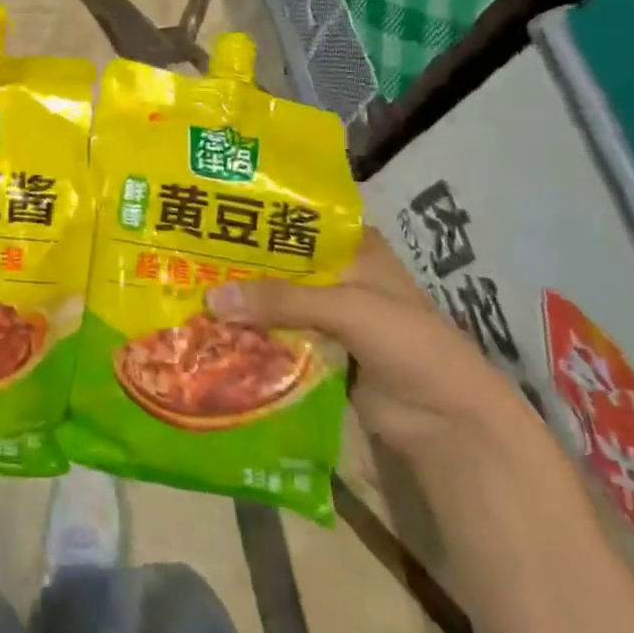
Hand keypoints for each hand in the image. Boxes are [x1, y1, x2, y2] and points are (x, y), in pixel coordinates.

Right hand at [207, 226, 536, 468]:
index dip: (257, 214)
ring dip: (239, 301)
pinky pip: (275, 337)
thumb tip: (210, 298)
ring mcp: (327, 315)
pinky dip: (248, 335)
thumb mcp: (348, 307)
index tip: (209, 207)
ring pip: (274, 301)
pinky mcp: (317, 353)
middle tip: (184, 251)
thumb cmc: (409, 344)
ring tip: (185, 288)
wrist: (450, 425)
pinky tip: (208, 330)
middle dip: (238, 261)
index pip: (297, 218)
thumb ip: (281, 299)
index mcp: (353, 246)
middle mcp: (337, 274)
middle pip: (279, 262)